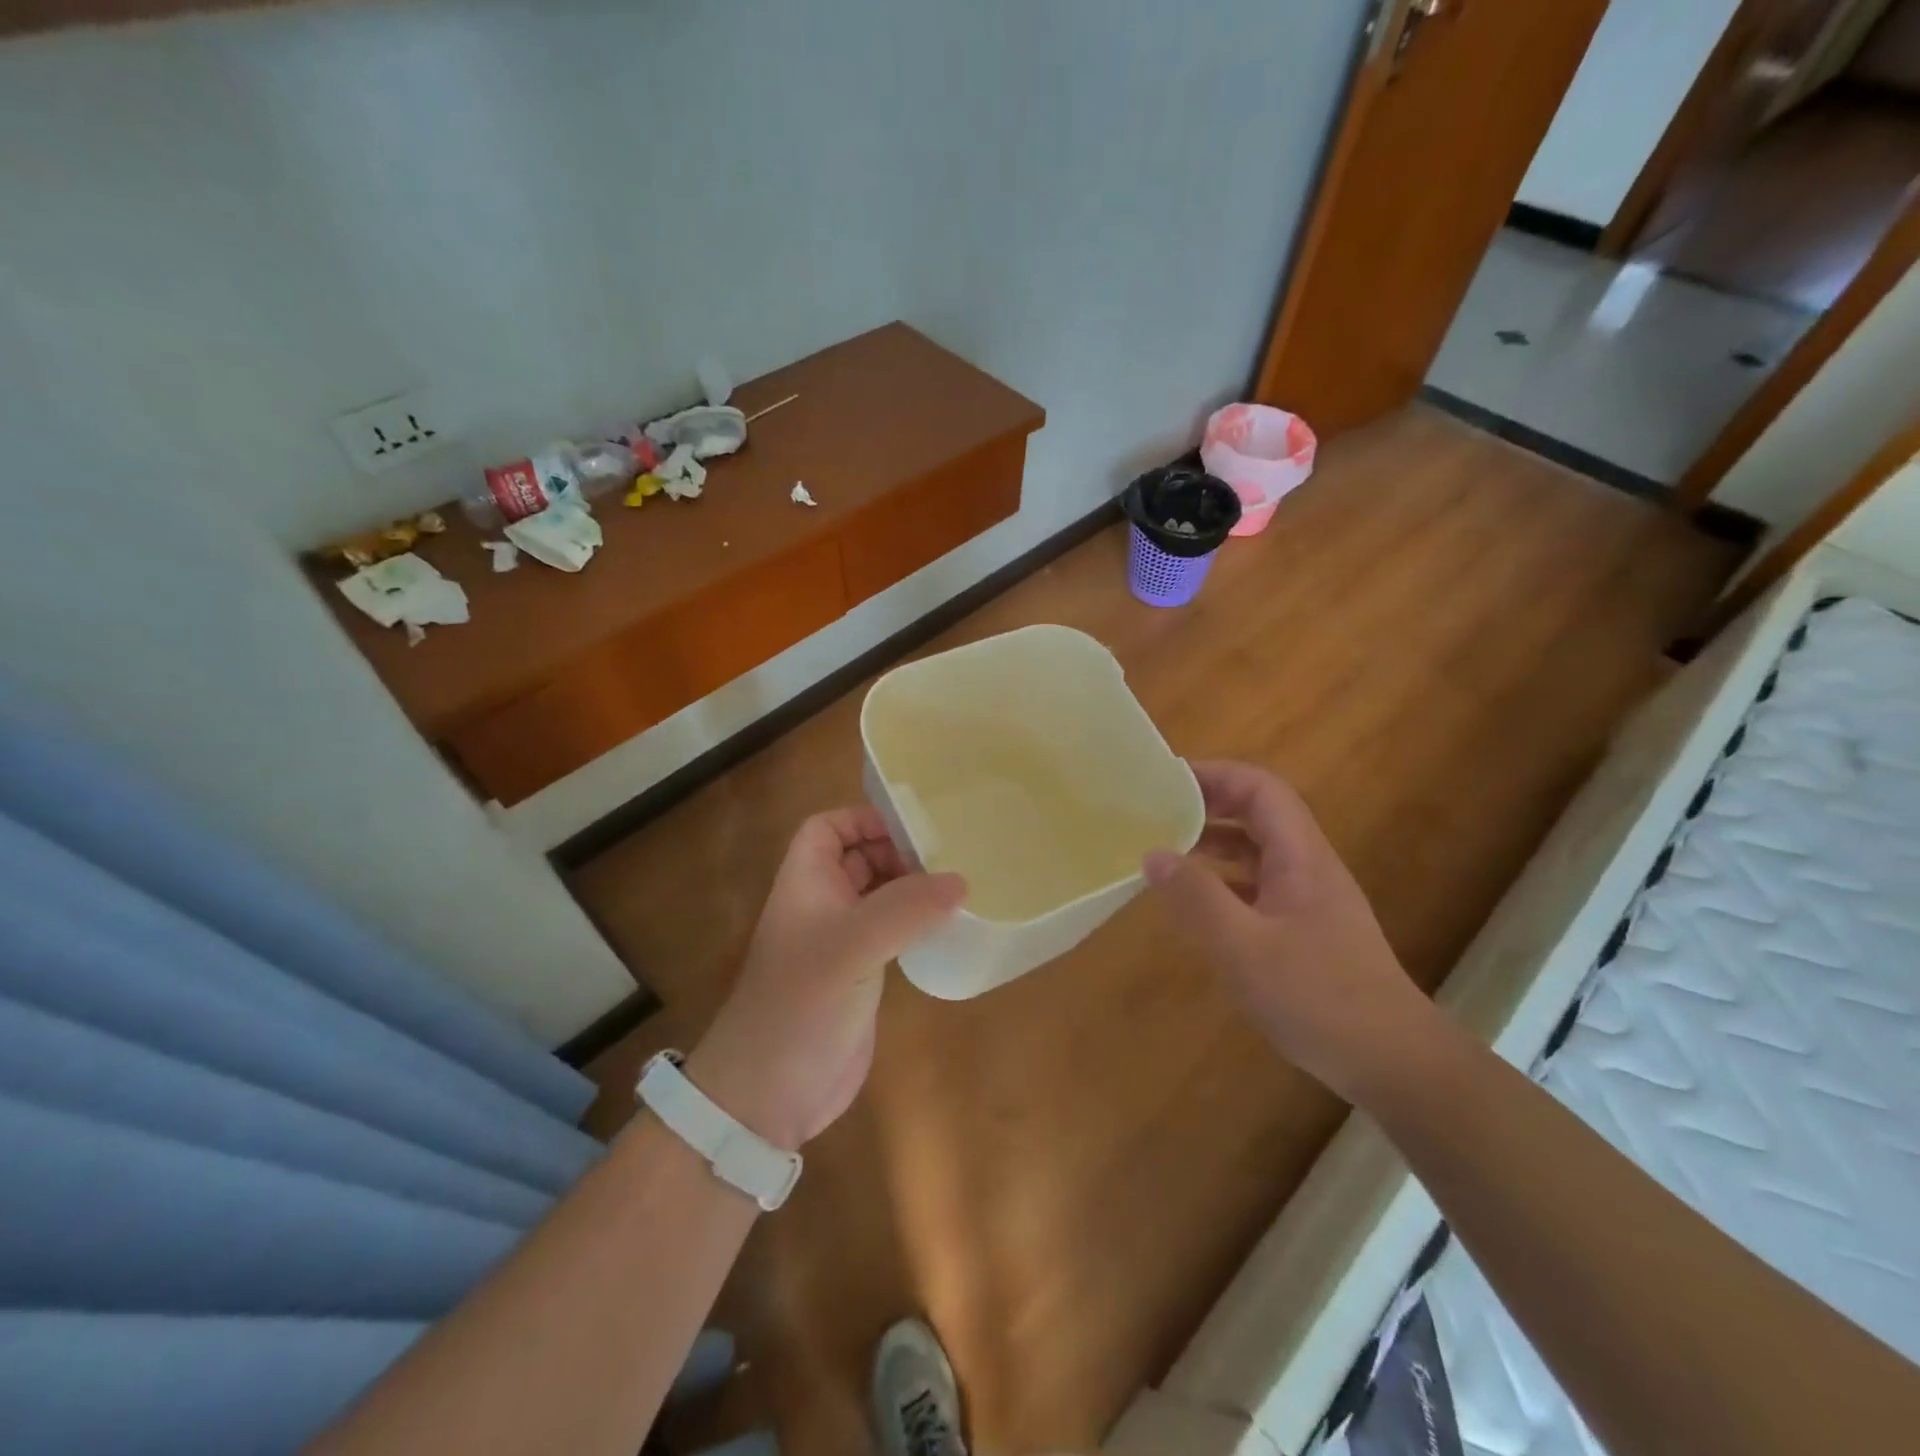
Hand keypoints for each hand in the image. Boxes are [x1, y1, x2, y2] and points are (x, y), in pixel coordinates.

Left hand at [685, 807, 965, 1151]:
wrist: (769, 1094)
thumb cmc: (801, 1004)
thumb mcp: (852, 946)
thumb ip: (905, 909)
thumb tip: (959, 881)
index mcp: (806, 883)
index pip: (828, 828)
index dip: (864, 819)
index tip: (914, 827)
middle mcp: (822, 905)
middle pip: (860, 857)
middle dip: (900, 852)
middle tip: (951, 857)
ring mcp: (840, 942)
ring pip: (879, 896)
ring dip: (913, 888)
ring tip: (959, 887)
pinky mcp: (860, 976)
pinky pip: (891, 933)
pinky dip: (917, 924)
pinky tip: (948, 928)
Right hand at [1144, 761, 1439, 1100]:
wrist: (1392, 1061)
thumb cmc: (1319, 998)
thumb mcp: (1245, 948)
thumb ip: (1197, 898)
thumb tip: (1153, 854)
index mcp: (1301, 857)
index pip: (1260, 790)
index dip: (1215, 775)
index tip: (1166, 781)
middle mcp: (1307, 867)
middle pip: (1258, 813)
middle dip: (1208, 804)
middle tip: (1157, 811)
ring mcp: (1308, 899)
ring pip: (1256, 851)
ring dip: (1213, 843)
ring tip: (1166, 850)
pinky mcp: (1304, 930)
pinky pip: (1256, 886)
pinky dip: (1222, 881)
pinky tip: (1195, 903)